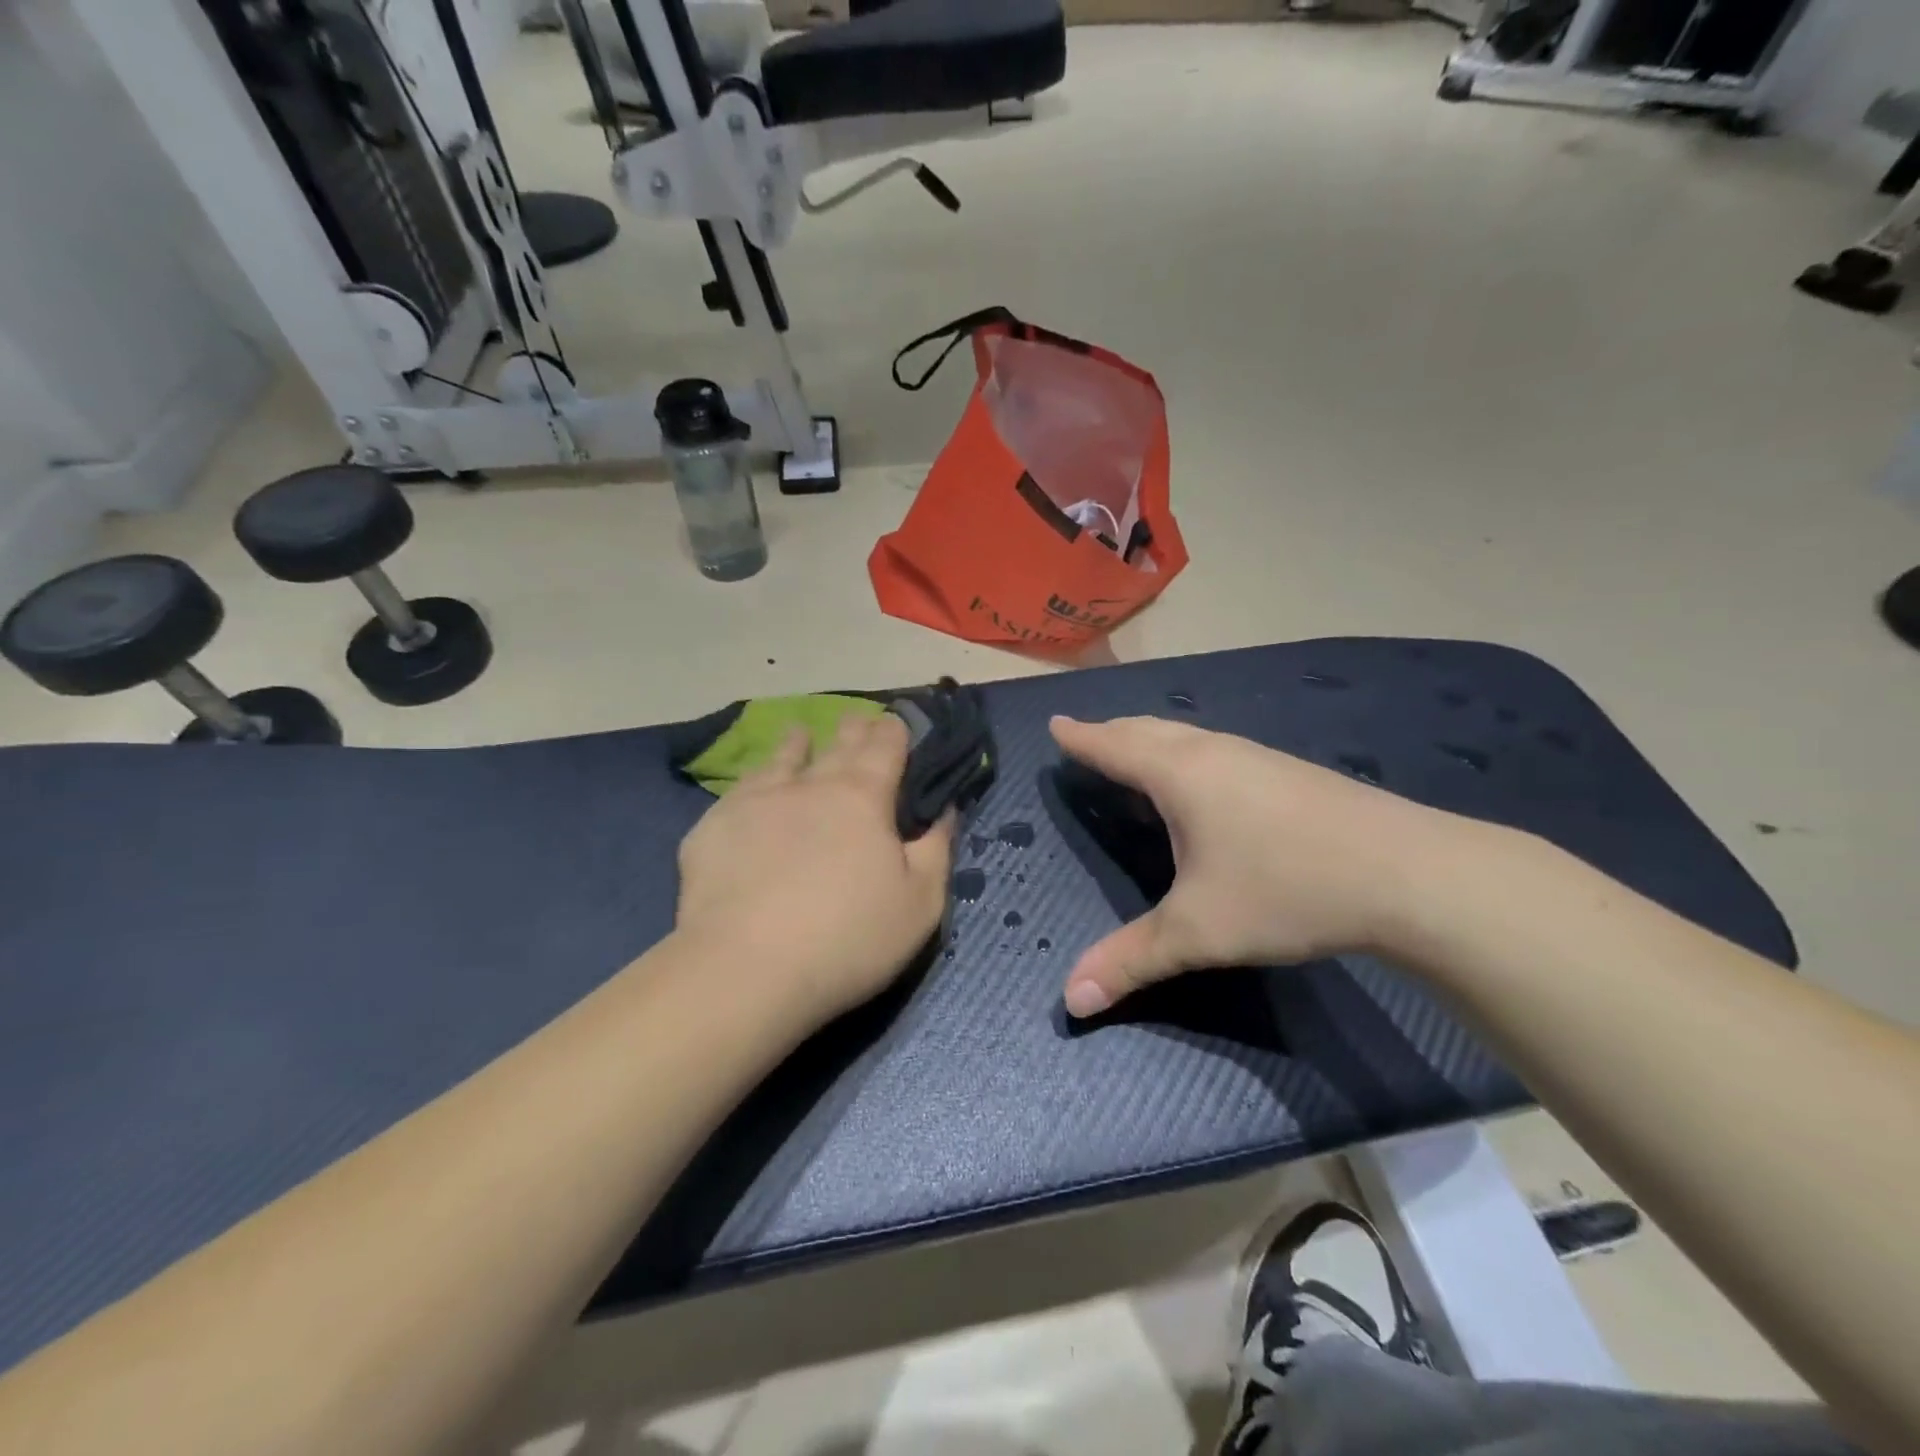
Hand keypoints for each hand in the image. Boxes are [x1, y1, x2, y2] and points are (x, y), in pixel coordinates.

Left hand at [675, 712, 953, 1029]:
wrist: (747, 970)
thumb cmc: (849, 938)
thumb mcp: (921, 903)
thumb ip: (937, 849)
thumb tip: (945, 810)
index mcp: (863, 797)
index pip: (885, 746)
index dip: (894, 730)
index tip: (896, 722)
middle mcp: (810, 785)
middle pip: (837, 745)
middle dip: (852, 729)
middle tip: (856, 719)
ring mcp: (756, 801)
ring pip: (781, 759)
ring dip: (796, 743)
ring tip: (799, 732)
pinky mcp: (713, 827)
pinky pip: (739, 792)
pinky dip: (754, 783)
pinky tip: (749, 790)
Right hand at [1049, 716, 1461, 1017]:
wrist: (1410, 874)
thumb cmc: (1286, 888)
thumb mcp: (1199, 932)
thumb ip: (1131, 960)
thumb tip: (1070, 1000)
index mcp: (1179, 774)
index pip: (1113, 746)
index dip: (1081, 737)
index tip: (1056, 723)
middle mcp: (1214, 753)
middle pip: (1148, 730)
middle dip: (1112, 733)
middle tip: (1088, 737)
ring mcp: (1256, 758)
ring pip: (1187, 737)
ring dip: (1152, 741)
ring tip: (1136, 755)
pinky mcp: (1288, 773)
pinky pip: (1216, 751)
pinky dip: (1187, 755)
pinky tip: (1204, 784)